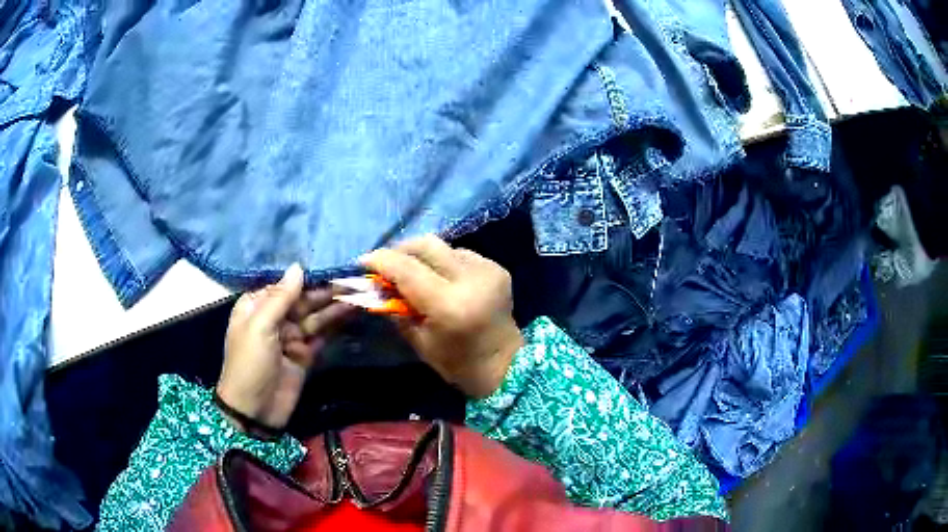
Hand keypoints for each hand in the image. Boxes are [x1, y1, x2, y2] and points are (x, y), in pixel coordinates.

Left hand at [216, 264, 351, 431]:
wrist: (255, 411)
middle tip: (353, 280)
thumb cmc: (250, 363)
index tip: (332, 266)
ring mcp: (290, 337)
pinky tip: (352, 313)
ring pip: (315, 317)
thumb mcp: (260, 327)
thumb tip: (299, 266)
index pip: (285, 285)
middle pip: (303, 300)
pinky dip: (335, 326)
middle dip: (326, 291)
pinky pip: (321, 336)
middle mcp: (274, 318)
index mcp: (257, 306)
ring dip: (334, 307)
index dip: (308, 277)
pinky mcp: (305, 355)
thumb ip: (281, 298)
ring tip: (359, 294)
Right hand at [361, 236, 523, 397]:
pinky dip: (443, 261)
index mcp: (449, 304)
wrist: (505, 364)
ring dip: (421, 255)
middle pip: (425, 245)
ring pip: (443, 246)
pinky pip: (460, 254)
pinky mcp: (496, 267)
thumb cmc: (457, 363)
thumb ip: (396, 308)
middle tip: (385, 263)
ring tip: (411, 271)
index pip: (407, 269)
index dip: (381, 261)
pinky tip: (438, 276)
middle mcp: (470, 279)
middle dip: (399, 250)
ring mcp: (487, 269)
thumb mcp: (418, 340)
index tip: (363, 261)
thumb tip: (376, 284)